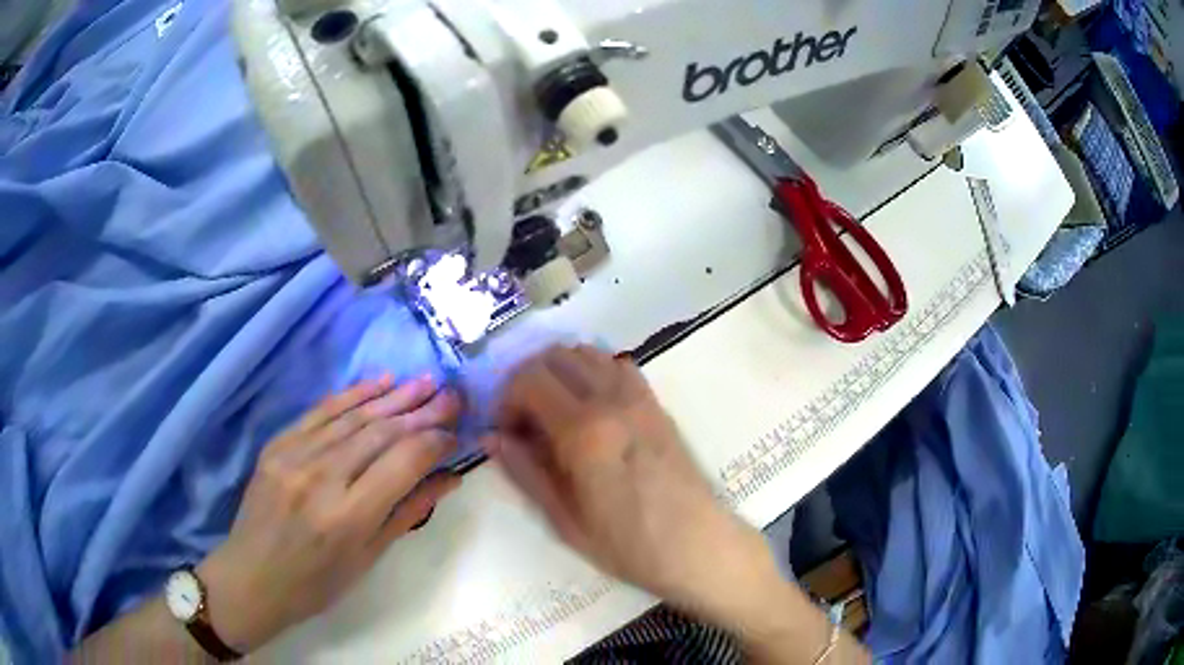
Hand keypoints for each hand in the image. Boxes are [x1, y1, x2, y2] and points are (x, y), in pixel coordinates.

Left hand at [197, 376, 462, 651]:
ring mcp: (295, 455)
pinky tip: (381, 381)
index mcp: (349, 516)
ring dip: (394, 396)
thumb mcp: (369, 558)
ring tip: (426, 381)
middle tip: (452, 395)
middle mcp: (322, 477)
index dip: (435, 442)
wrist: (253, 576)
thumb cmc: (317, 583)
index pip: (403, 462)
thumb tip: (450, 478)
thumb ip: (408, 512)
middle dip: (422, 411)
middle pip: (381, 432)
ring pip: (354, 416)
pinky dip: (354, 394)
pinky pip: (321, 411)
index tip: (456, 433)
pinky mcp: (277, 444)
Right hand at [482, 346, 778, 623]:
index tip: (506, 431)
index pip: (528, 380)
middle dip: (527, 381)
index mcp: (584, 431)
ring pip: (586, 353)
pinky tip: (591, 408)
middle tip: (524, 421)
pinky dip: (593, 371)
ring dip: (559, 372)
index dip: (505, 399)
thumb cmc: (627, 545)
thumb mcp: (564, 520)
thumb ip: (525, 472)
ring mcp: (639, 397)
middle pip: (554, 356)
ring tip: (554, 413)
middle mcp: (611, 400)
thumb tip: (492, 438)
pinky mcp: (656, 403)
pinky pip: (617, 365)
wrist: (696, 545)